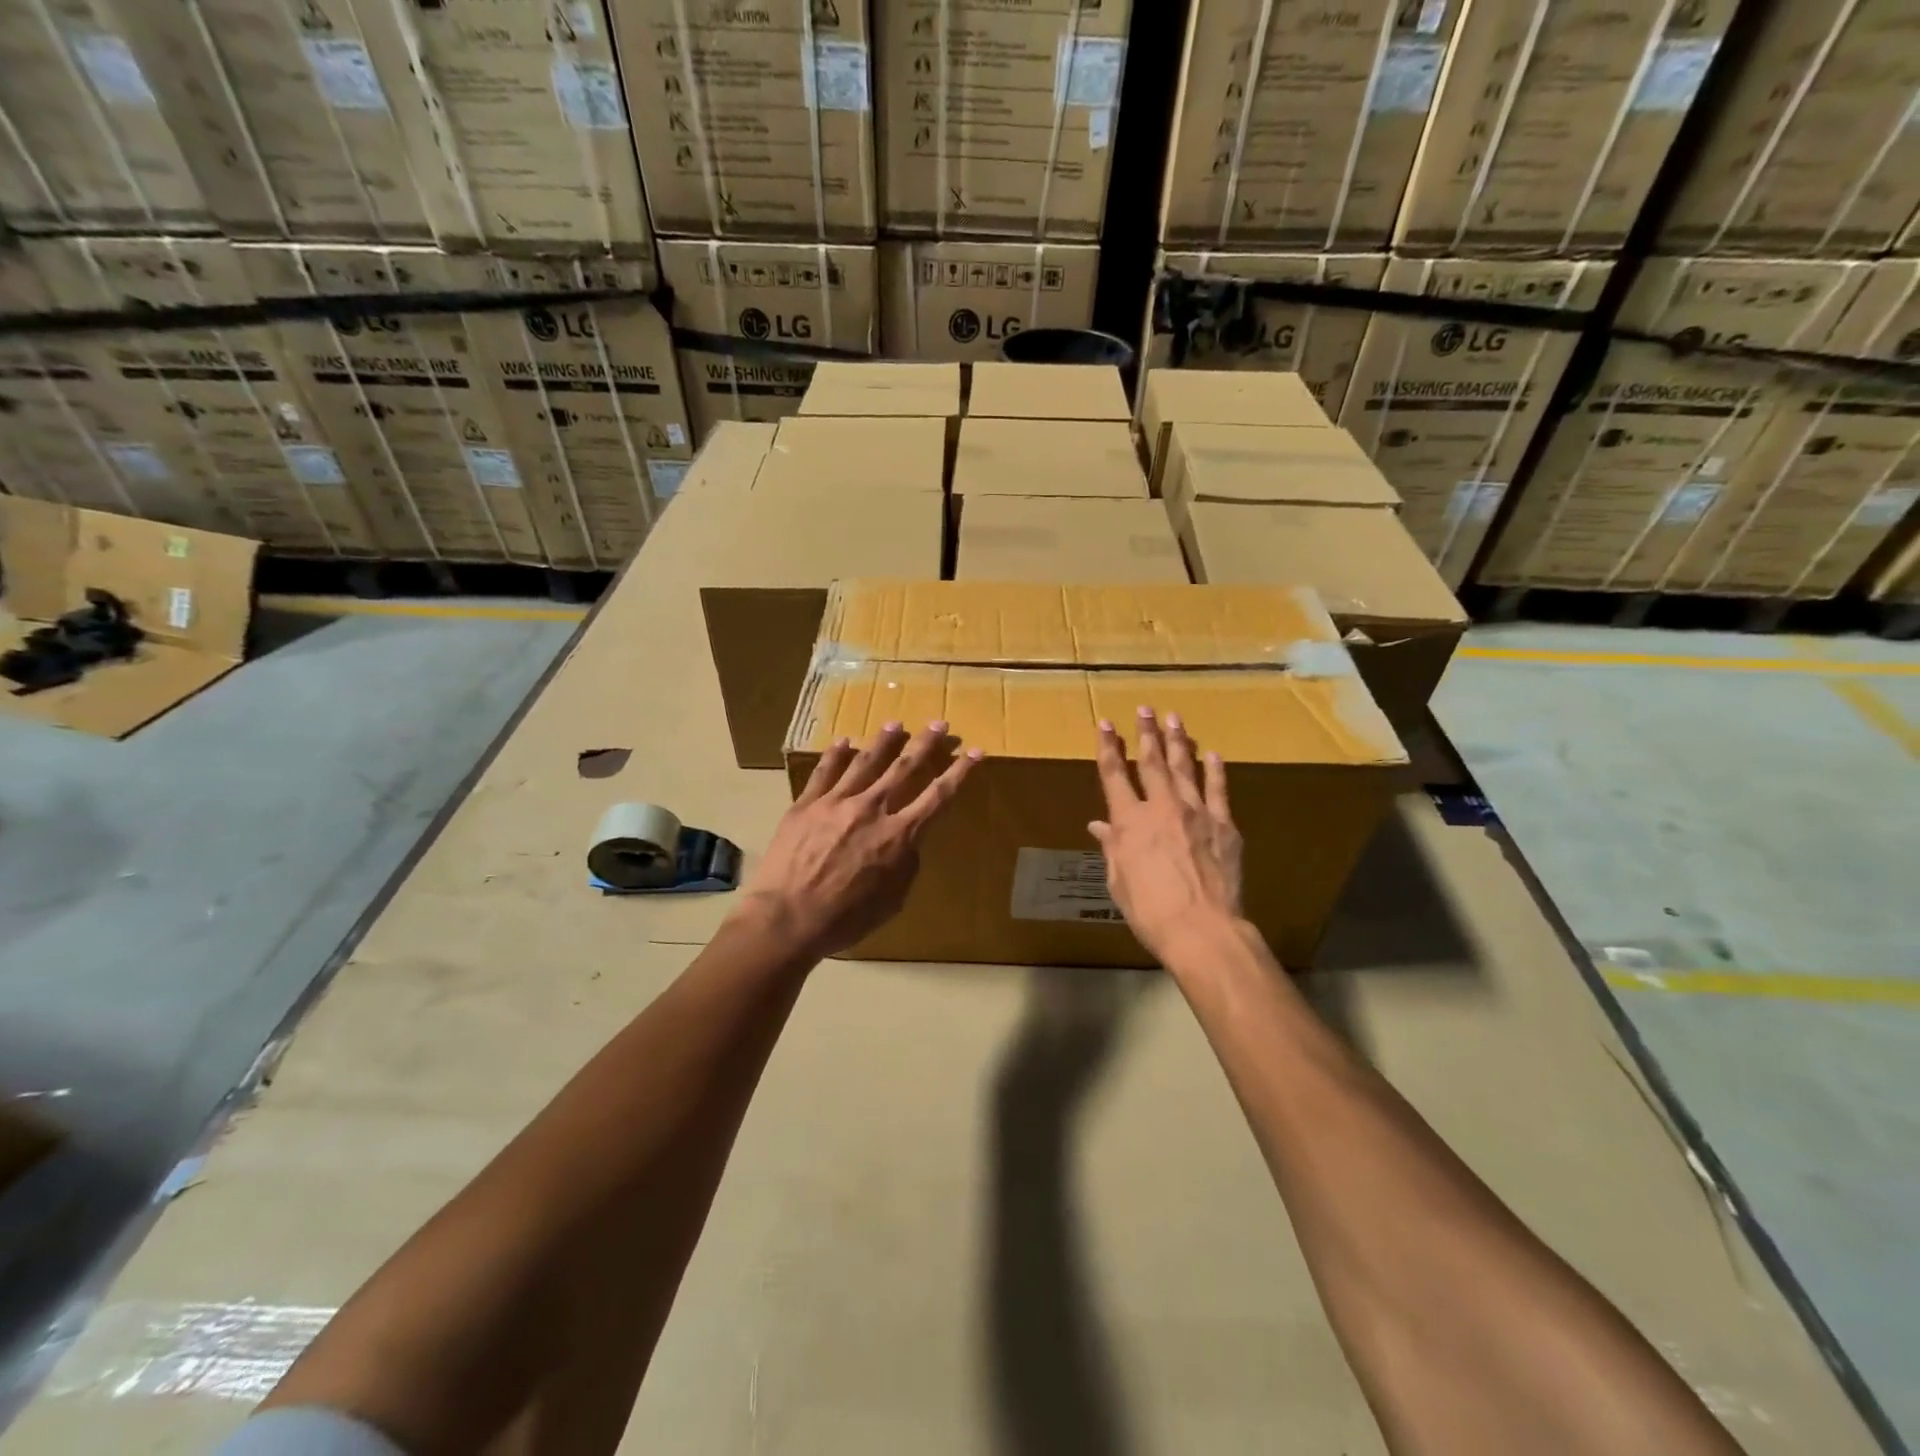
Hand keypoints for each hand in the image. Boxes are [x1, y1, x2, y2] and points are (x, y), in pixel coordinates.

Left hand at [741, 721, 980, 958]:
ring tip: (896, 723)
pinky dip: (836, 754)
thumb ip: (906, 866)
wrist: (786, 918)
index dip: (960, 772)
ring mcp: (837, 802)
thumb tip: (908, 844)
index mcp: (899, 835)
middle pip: (905, 768)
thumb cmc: (845, 919)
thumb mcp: (892, 901)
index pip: (938, 796)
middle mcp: (872, 809)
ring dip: (884, 741)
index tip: (975, 752)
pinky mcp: (806, 803)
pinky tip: (844, 742)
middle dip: (926, 744)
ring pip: (866, 761)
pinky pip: (824, 771)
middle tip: (939, 724)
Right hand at [1090, 706, 1243, 966]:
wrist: (1202, 929)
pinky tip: (1212, 754)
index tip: (1105, 724)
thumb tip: (1099, 825)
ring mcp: (1196, 813)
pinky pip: (1218, 790)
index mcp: (1130, 822)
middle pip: (1151, 762)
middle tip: (1144, 709)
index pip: (1114, 774)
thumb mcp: (1119, 881)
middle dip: (1146, 733)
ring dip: (1178, 741)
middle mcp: (1161, 808)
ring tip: (1174, 718)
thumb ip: (1112, 847)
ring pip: (1184, 768)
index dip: (1108, 747)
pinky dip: (1214, 771)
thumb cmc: (1150, 911)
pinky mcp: (1224, 825)